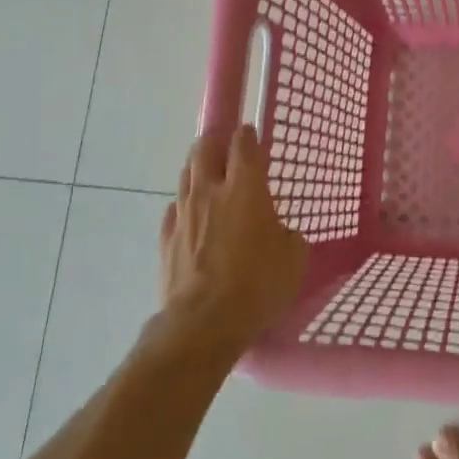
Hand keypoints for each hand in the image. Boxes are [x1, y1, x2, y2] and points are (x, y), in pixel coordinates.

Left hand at [158, 126, 307, 358]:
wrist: (203, 323)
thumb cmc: (257, 285)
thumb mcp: (293, 258)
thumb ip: (286, 235)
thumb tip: (278, 232)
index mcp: (245, 188)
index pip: (243, 143)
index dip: (247, 135)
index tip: (251, 135)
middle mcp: (210, 191)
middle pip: (204, 149)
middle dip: (214, 142)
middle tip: (225, 148)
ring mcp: (183, 214)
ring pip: (185, 175)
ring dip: (198, 171)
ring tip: (209, 179)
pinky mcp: (166, 240)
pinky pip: (174, 210)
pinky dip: (184, 207)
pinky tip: (192, 218)